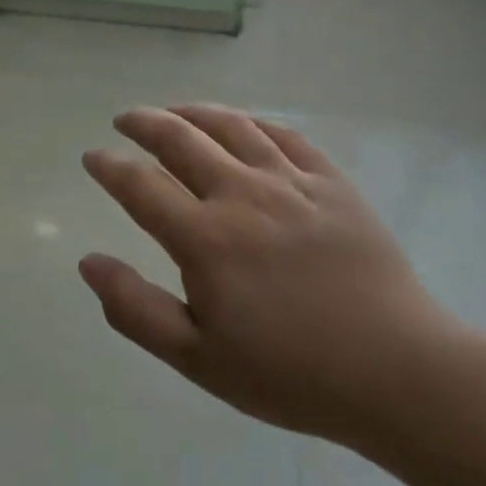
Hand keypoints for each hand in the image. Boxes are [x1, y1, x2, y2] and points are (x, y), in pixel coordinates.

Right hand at [79, 105, 460, 452]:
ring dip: (193, 112)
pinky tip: (242, 125)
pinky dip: (253, 123)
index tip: (93, 157)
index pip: (140, 185)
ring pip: (231, 127)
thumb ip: (135, 309)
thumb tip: (88, 262)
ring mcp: (291, 183)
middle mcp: (242, 195)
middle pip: (180, 139)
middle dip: (144, 123)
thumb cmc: (290, 373)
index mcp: (204, 238)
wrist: (397, 373)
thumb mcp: (198, 359)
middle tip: (125, 120)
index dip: (109, 166)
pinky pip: (285, 136)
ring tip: (174, 111)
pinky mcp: (332, 184)